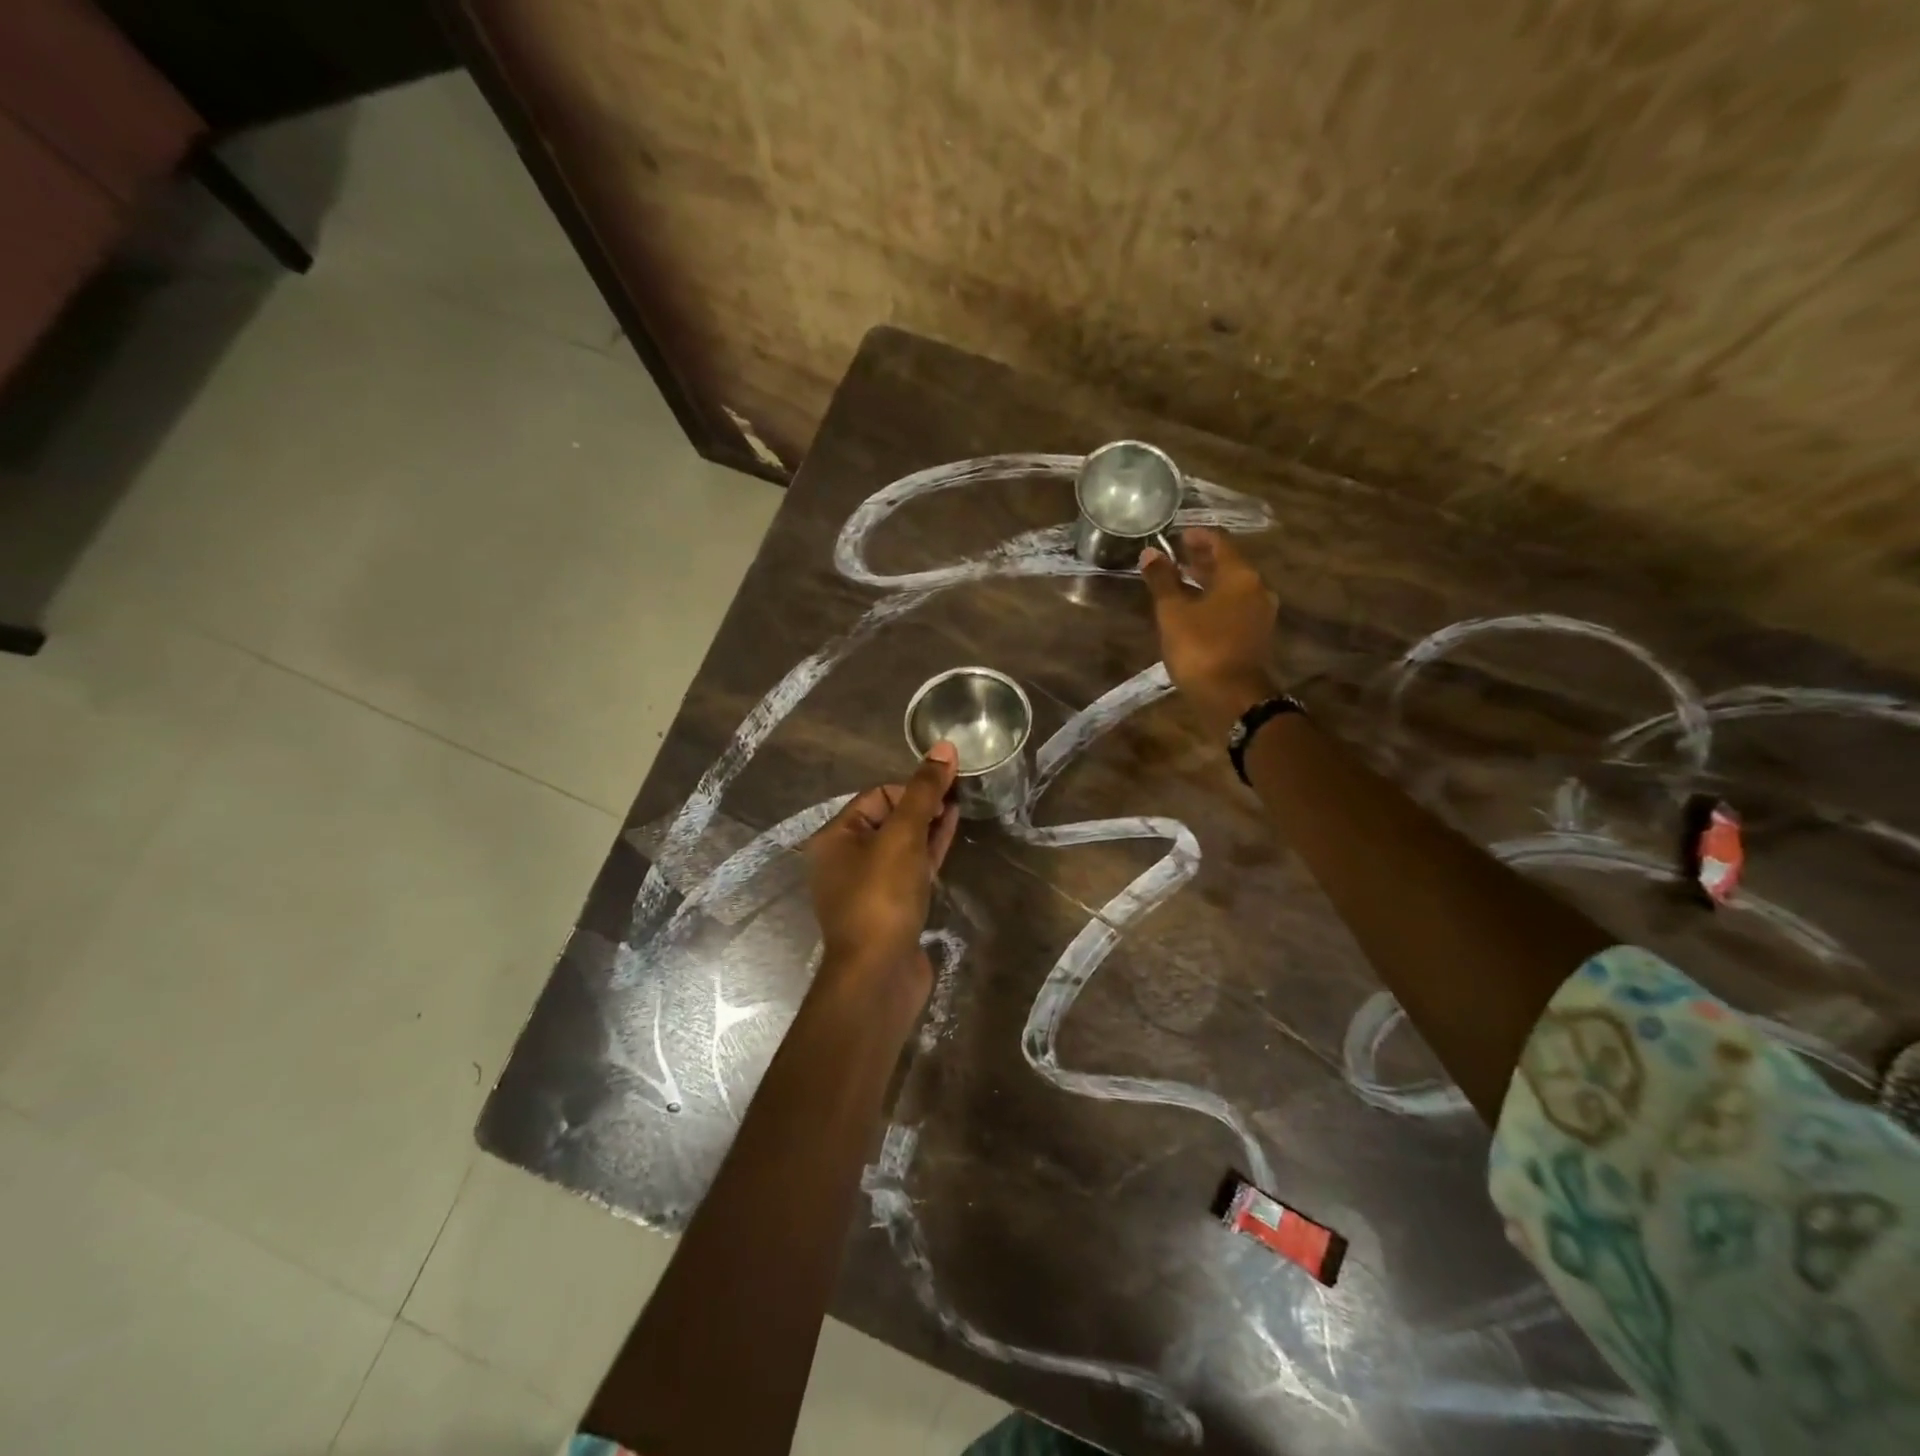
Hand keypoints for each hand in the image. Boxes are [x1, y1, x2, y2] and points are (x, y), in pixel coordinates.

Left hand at [806, 743, 960, 1006]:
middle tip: (957, 794)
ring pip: (902, 845)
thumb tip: (944, 747)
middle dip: (922, 805)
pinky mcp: (890, 909)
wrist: (878, 975)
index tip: (943, 791)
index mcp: (834, 838)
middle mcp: (845, 860)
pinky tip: (950, 837)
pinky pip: (910, 870)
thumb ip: (924, 791)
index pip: (876, 796)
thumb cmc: (882, 897)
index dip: (911, 789)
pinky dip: (929, 853)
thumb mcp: (903, 836)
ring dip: (928, 826)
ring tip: (959, 808)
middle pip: (889, 819)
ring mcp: (868, 887)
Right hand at [1139, 528, 1279, 739]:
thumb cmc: (1200, 648)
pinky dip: (1215, 602)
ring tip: (1181, 583)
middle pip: (1228, 565)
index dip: (1197, 536)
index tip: (1176, 535)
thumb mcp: (1173, 612)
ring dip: (1208, 582)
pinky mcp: (1256, 635)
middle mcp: (1257, 588)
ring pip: (1232, 588)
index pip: (1219, 543)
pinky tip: (1196, 610)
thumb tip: (1150, 553)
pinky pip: (1234, 607)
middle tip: (1176, 557)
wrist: (1232, 697)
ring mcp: (1260, 614)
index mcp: (1240, 575)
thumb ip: (1162, 580)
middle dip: (1201, 559)